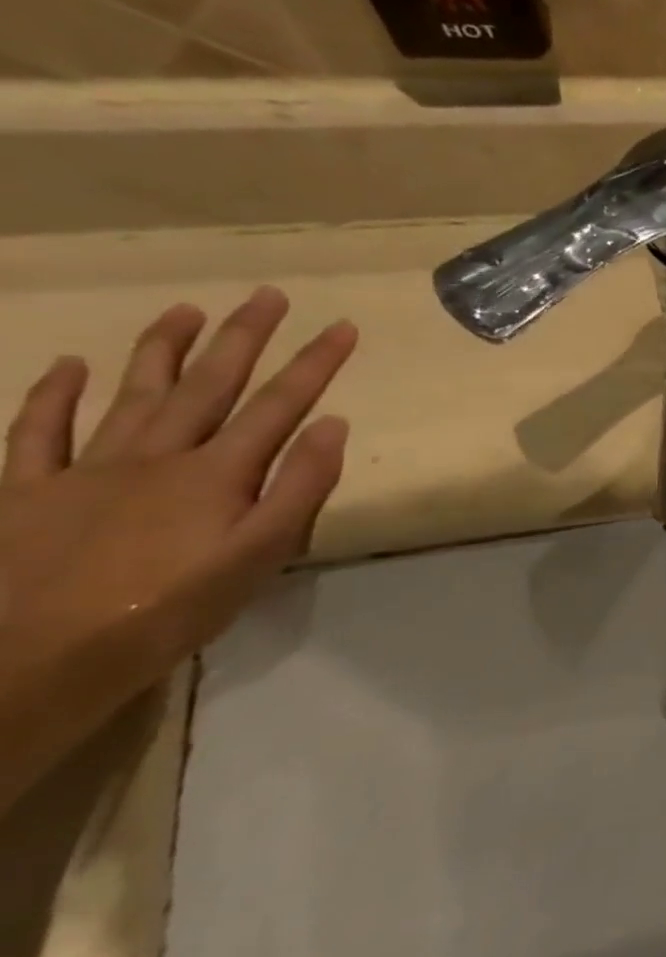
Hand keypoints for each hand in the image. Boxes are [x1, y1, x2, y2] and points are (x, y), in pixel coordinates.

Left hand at [0, 289, 356, 809]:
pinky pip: (37, 433)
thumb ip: (300, 489)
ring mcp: (86, 469)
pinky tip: (67, 366)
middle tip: (267, 295)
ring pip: (133, 394)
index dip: (314, 363)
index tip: (342, 325)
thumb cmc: (170, 611)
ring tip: (186, 310)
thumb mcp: (259, 557)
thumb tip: (333, 426)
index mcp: (216, 474)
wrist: (32, 660)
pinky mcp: (27, 491)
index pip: (279, 405)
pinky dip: (51, 396)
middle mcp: (157, 456)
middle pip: (209, 385)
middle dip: (243, 337)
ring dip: (163, 350)